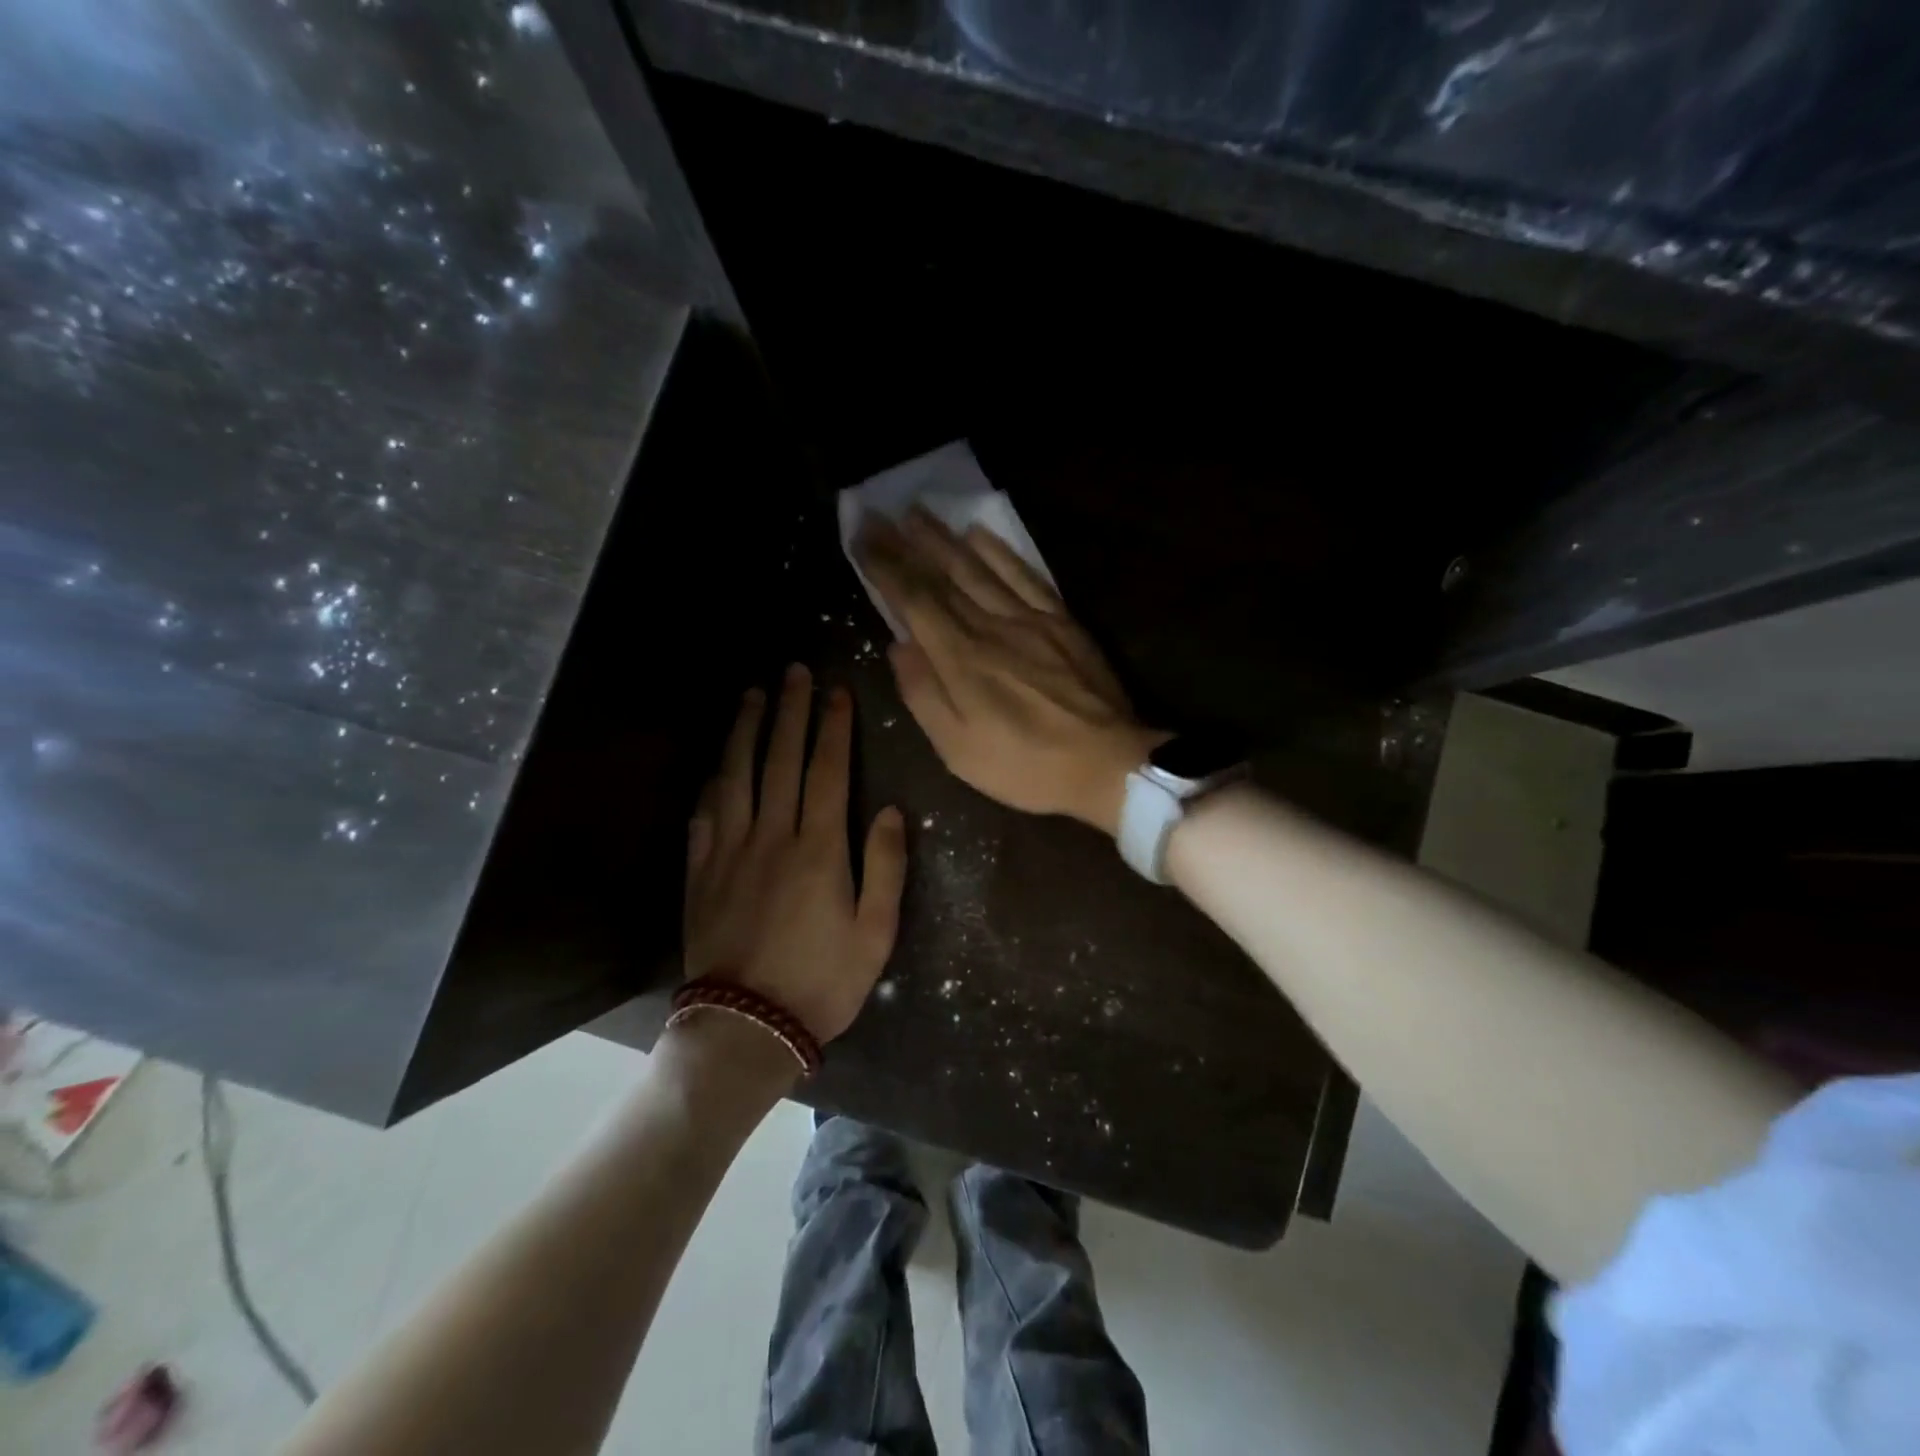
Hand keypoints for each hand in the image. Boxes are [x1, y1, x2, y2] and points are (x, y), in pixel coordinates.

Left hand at [684, 665, 906, 1042]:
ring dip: (746, 732)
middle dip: (789, 712)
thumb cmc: (822, 981)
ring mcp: (729, 852)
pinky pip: (704, 815)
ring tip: (752, 696)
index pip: (827, 771)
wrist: (747, 1026)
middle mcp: (771, 837)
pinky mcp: (700, 872)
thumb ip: (884, 867)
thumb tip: (888, 810)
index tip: (836, 692)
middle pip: (779, 760)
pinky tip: (717, 765)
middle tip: (793, 672)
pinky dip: (712, 783)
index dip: (833, 727)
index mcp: (819, 850)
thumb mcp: (876, 933)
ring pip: (736, 776)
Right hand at [857, 508, 1165, 836]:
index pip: (914, 600)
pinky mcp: (1062, 621)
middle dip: (906, 543)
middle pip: (942, 576)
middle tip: (879, 515)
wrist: (1106, 764)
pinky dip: (1000, 551)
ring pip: (979, 568)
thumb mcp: (958, 750)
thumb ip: (924, 695)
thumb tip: (897, 646)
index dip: (885, 566)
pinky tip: (979, 533)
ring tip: (918, 512)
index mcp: (960, 659)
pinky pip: (1025, 575)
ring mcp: (1030, 619)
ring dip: (945, 538)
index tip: (861, 537)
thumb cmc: (1025, 766)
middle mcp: (990, 626)